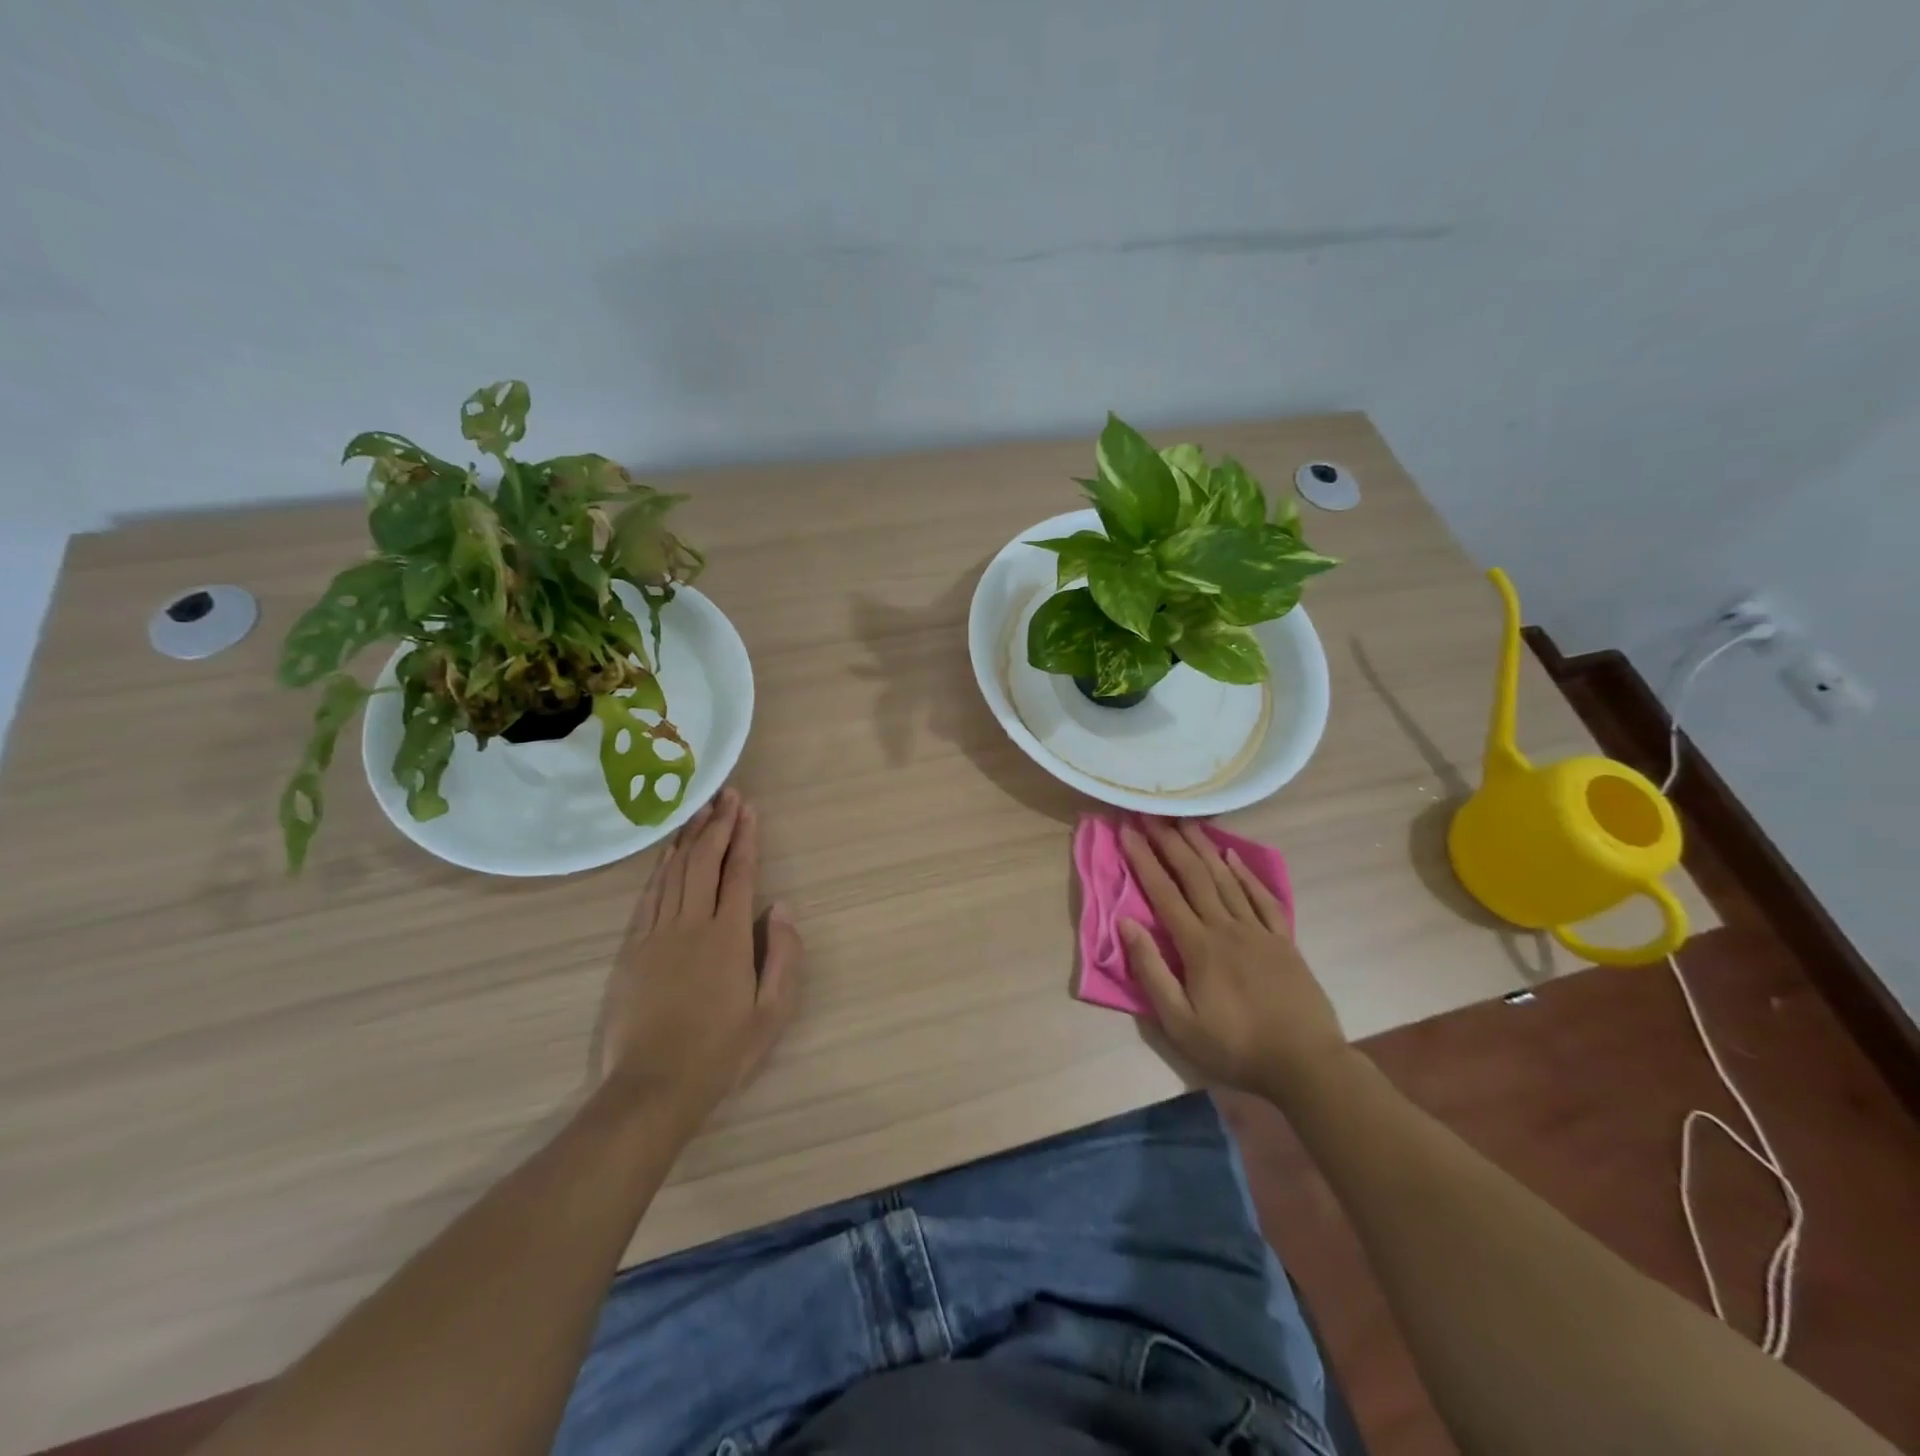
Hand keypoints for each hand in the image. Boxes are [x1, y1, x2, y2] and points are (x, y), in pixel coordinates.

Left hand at [597, 787, 800, 1130]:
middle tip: (727, 795)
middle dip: (718, 825)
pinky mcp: (634, 948)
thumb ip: (783, 955)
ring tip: (700, 810)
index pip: (739, 873)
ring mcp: (657, 934)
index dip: (745, 837)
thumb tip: (780, 908)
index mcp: (728, 937)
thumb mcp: (772, 1012)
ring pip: (674, 872)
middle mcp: (692, 924)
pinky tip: (668, 853)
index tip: (748, 808)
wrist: (653, 1087)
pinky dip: (661, 867)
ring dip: (689, 837)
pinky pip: (650, 896)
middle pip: (704, 862)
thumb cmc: (721, 1052)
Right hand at [1118, 818, 1348, 1101]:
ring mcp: (1259, 931)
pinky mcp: (1283, 941)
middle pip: (1194, 876)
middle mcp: (1227, 928)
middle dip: (1170, 842)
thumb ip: (1152, 971)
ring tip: (1186, 821)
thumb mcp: (1180, 1023)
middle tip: (1152, 814)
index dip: (1144, 860)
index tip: (1127, 832)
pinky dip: (1246, 874)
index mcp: (1199, 947)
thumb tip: (1126, 924)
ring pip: (1226, 879)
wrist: (1306, 1064)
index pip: (1164, 894)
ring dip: (1203, 847)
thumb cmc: (1236, 1048)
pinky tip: (1232, 855)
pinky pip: (1263, 898)